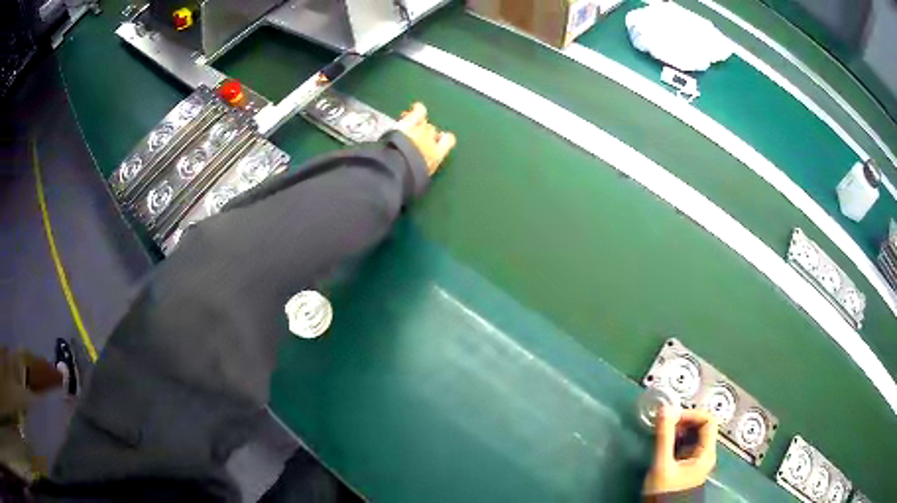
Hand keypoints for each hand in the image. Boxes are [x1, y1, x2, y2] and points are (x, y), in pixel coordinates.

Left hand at [396, 102, 456, 175]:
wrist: (397, 167)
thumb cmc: (409, 176)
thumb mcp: (420, 178)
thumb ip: (424, 169)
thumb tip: (423, 170)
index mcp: (437, 155)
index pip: (448, 141)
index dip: (443, 139)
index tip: (440, 139)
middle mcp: (432, 139)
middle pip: (432, 131)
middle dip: (425, 134)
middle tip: (415, 139)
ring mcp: (421, 130)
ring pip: (424, 123)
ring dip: (418, 124)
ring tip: (413, 125)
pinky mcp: (410, 123)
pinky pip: (419, 112)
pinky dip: (418, 109)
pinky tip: (417, 107)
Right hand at [643, 407, 717, 494]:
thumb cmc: (664, 492)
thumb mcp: (662, 465)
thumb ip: (664, 437)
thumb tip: (664, 409)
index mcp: (706, 453)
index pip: (708, 421)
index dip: (692, 414)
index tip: (673, 417)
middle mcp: (705, 454)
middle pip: (702, 427)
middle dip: (684, 421)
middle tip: (666, 423)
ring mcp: (696, 460)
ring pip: (693, 435)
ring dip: (679, 430)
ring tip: (663, 432)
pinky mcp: (686, 465)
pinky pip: (686, 444)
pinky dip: (676, 439)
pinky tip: (664, 443)